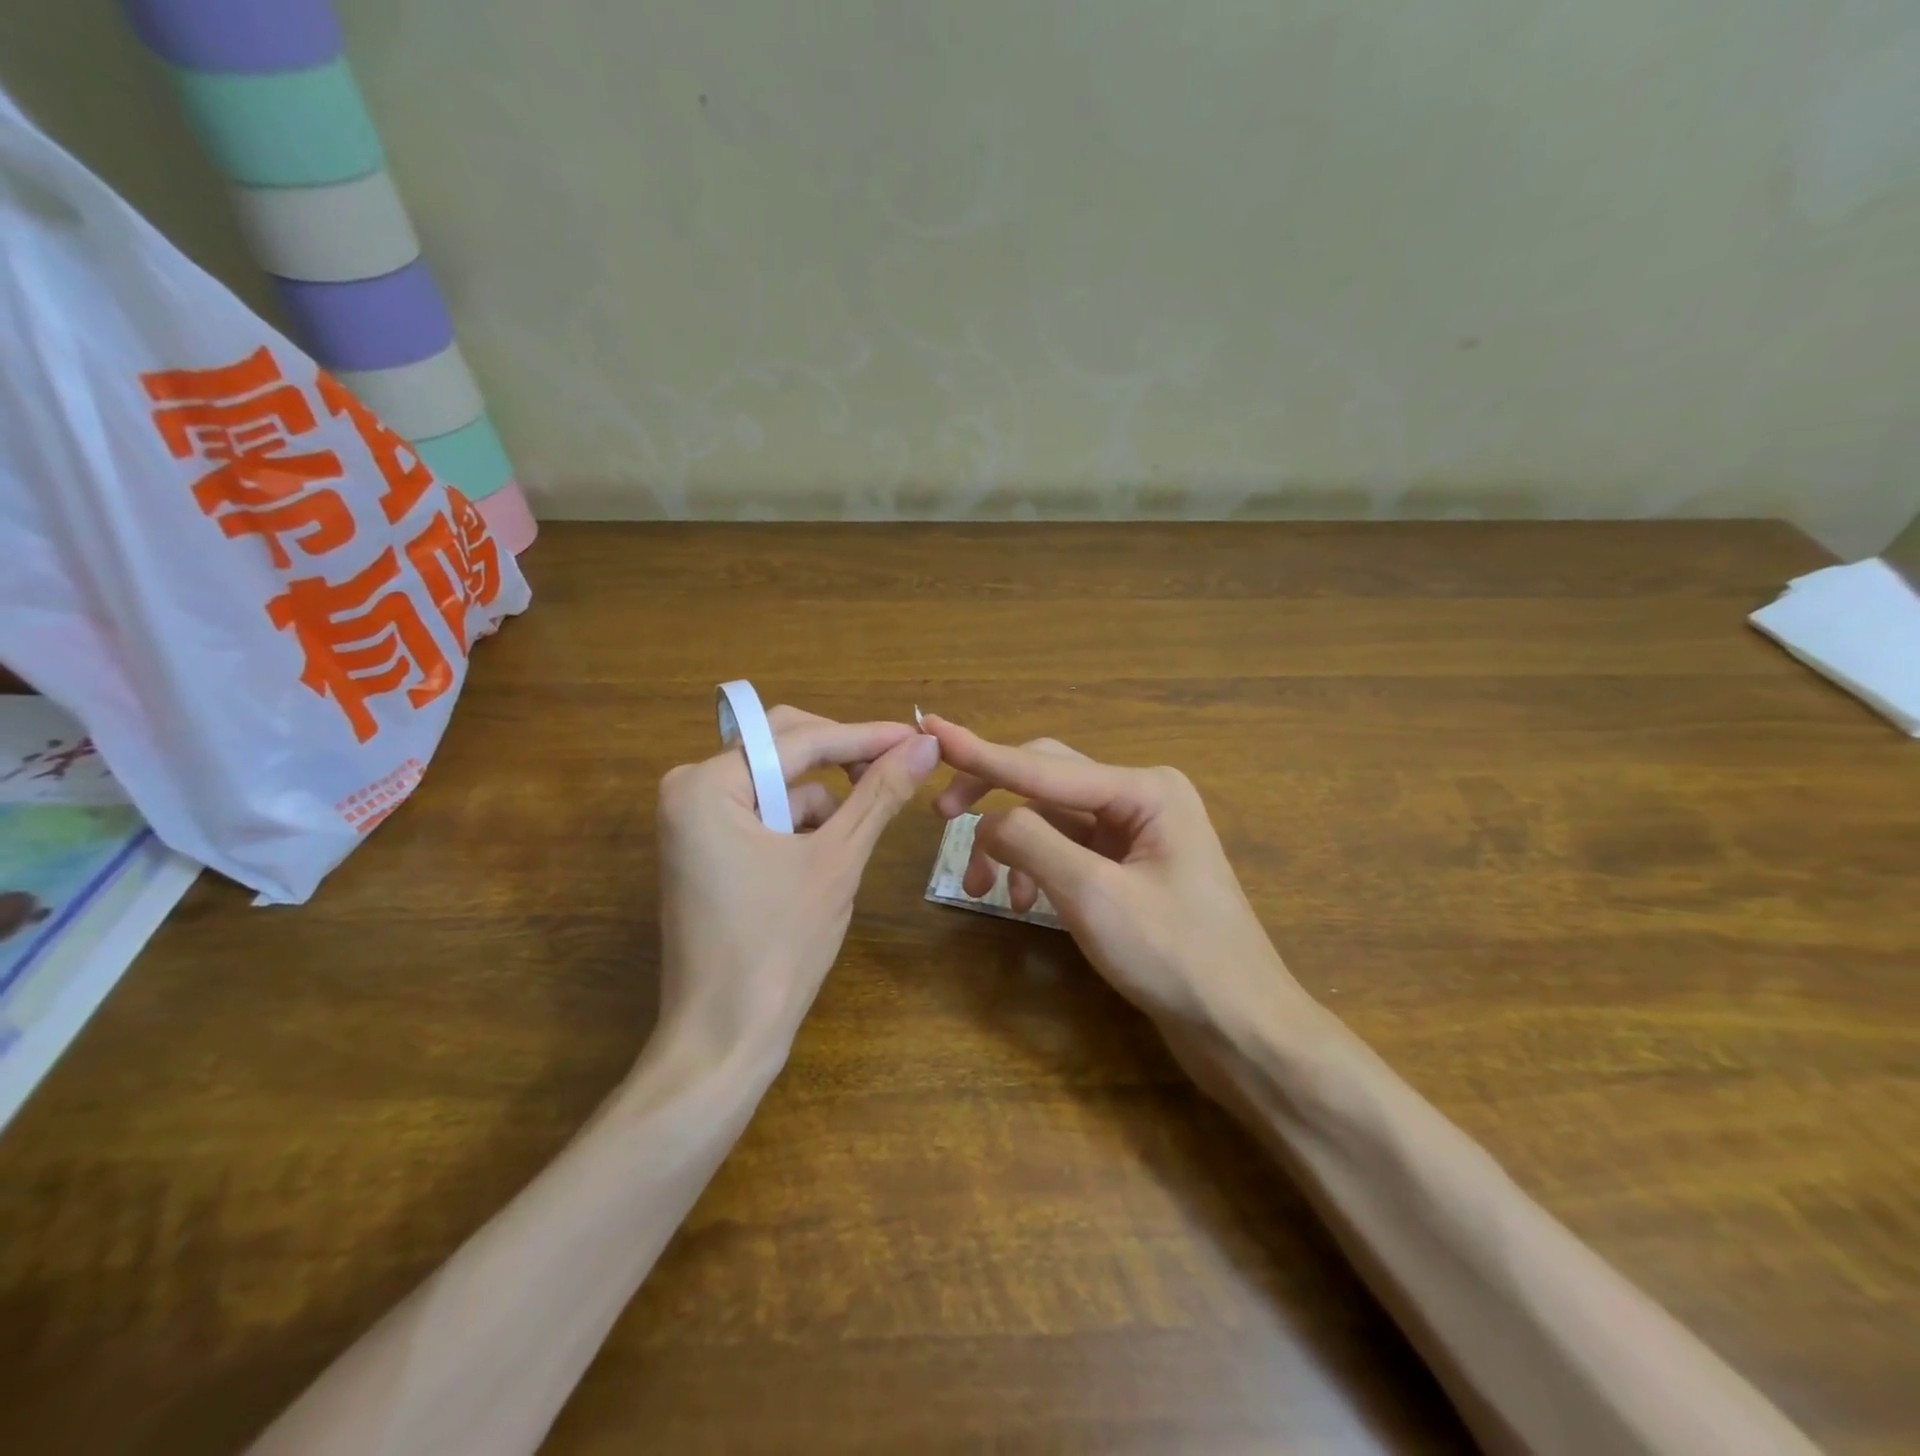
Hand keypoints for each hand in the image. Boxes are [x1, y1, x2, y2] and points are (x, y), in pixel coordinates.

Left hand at [657, 706, 940, 1065]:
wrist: (725, 1039)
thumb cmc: (778, 947)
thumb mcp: (837, 860)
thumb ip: (879, 793)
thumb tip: (925, 743)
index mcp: (705, 784)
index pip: (799, 740)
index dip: (865, 737)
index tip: (919, 736)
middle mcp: (689, 789)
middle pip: (784, 749)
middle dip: (843, 760)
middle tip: (900, 767)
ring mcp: (694, 820)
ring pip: (780, 784)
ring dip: (824, 803)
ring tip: (851, 843)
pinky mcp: (707, 848)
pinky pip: (766, 814)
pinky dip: (803, 827)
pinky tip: (822, 862)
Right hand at [923, 715, 1302, 1033]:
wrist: (1241, 1028)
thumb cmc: (1176, 958)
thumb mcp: (1094, 896)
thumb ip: (1032, 844)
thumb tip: (986, 821)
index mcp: (1144, 790)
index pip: (1043, 766)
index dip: (980, 753)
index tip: (931, 727)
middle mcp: (1140, 798)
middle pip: (1046, 781)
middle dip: (994, 800)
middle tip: (940, 818)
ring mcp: (1135, 833)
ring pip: (1052, 820)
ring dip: (1012, 845)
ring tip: (983, 891)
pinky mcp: (1128, 868)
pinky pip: (1067, 850)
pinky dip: (1036, 869)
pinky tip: (1021, 903)